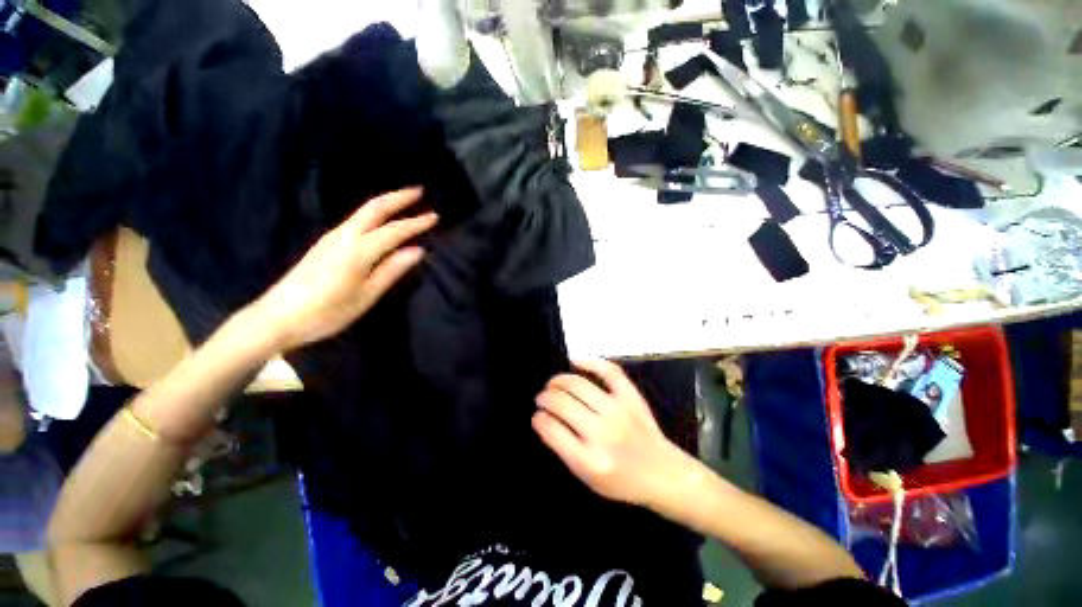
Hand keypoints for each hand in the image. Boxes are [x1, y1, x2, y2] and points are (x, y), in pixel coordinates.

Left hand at [253, 187, 436, 351]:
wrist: (277, 317)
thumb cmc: (327, 312)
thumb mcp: (366, 295)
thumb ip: (392, 270)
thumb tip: (417, 250)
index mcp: (358, 250)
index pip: (394, 230)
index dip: (416, 223)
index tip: (436, 217)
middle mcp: (344, 236)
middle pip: (374, 208)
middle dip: (398, 197)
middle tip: (420, 191)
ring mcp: (332, 237)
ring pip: (363, 211)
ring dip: (386, 202)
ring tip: (406, 201)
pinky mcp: (325, 243)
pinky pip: (356, 220)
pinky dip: (374, 213)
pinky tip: (381, 219)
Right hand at [533, 359, 695, 507]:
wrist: (662, 473)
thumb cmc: (622, 480)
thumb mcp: (587, 478)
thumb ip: (564, 450)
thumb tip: (544, 419)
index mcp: (590, 460)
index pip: (552, 430)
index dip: (539, 419)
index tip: (537, 415)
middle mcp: (603, 432)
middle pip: (562, 403)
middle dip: (545, 397)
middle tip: (541, 398)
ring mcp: (618, 410)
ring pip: (578, 384)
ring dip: (558, 381)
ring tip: (552, 385)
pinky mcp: (631, 396)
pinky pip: (608, 370)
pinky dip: (590, 362)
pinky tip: (575, 362)